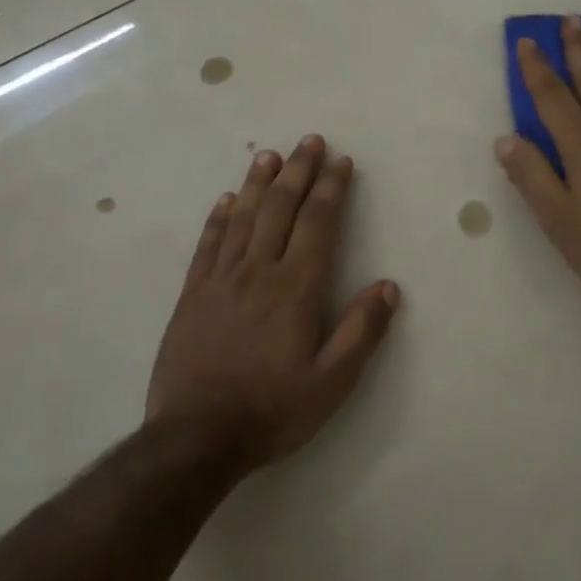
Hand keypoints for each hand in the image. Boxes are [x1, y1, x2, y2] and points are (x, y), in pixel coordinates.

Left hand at [149, 136, 399, 468]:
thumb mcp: (331, 382)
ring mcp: (220, 280)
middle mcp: (258, 272)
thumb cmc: (272, 410)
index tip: (341, 161)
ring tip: (269, 155)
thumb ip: (361, 331)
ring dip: (258, 183)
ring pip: (242, 218)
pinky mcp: (192, 295)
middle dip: (298, 172)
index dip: (331, 189)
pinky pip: (208, 245)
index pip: (318, 224)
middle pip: (280, 209)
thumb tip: (388, 286)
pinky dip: (219, 218)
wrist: (195, 439)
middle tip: (309, 141)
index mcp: (295, 288)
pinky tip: (226, 200)